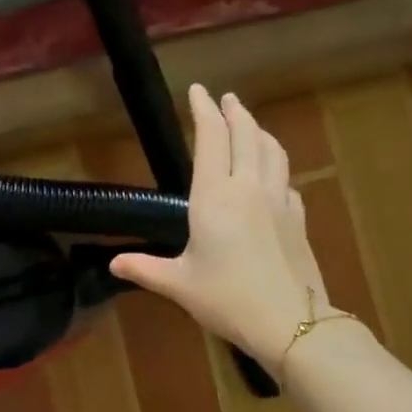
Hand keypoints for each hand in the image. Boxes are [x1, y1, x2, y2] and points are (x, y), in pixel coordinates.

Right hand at [111, 85, 333, 363]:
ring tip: (250, 125)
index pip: (211, 139)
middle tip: (226, 98)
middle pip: (246, 135)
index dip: (204, 111)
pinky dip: (276, 166)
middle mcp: (248, 188)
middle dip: (235, 112)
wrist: (290, 321)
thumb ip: (145, 268)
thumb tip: (114, 263)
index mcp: (214, 197)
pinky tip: (272, 176)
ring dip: (259, 131)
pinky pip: (286, 179)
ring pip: (272, 151)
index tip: (198, 90)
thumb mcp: (178, 284)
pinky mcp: (298, 218)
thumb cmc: (226, 298)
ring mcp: (278, 201)